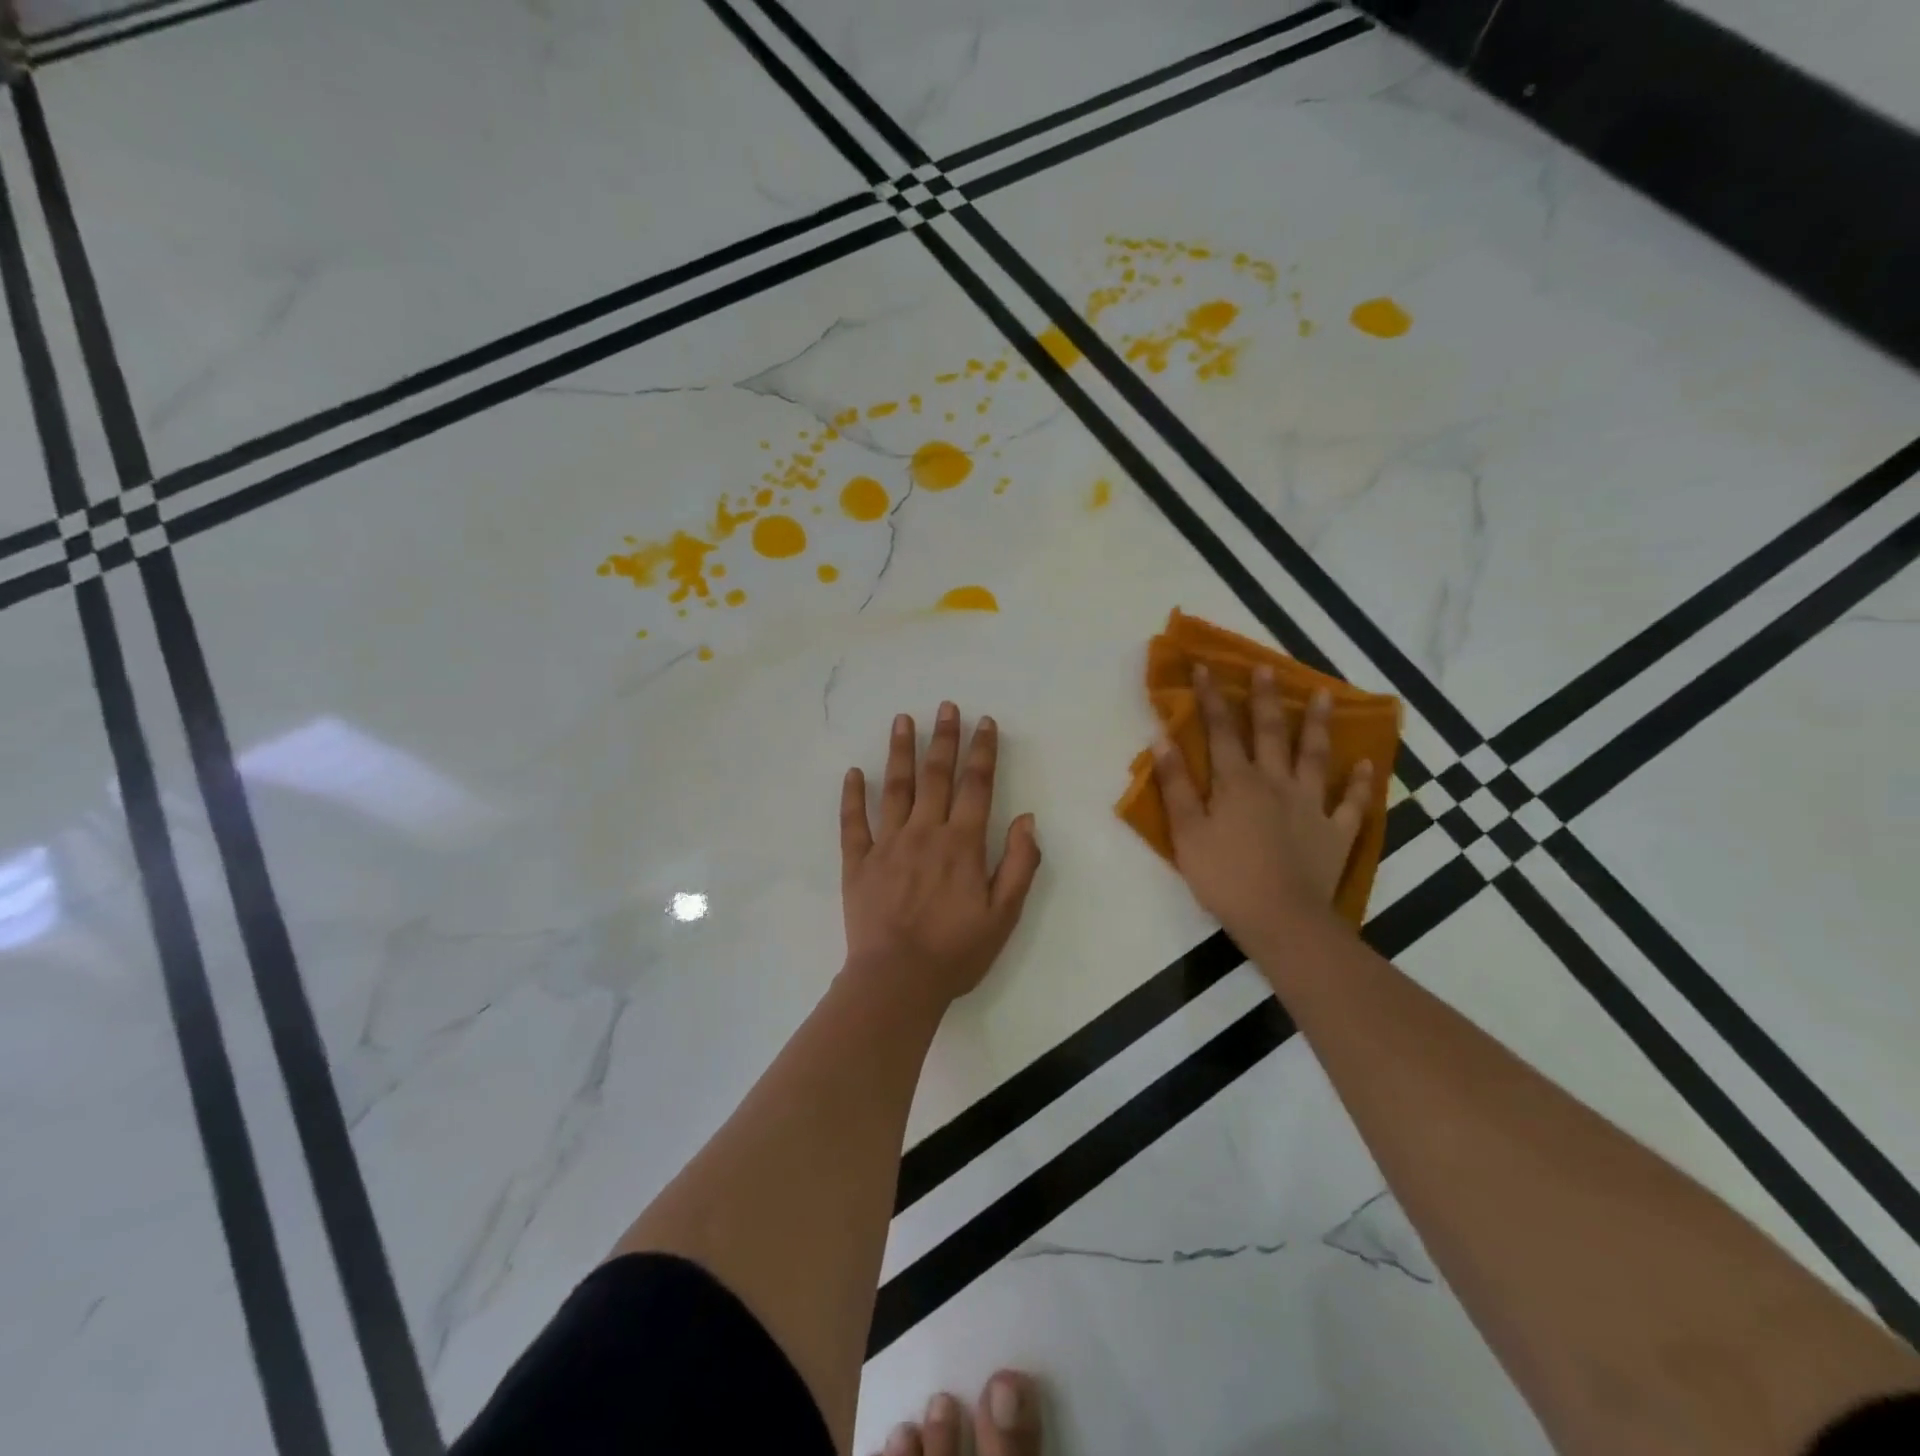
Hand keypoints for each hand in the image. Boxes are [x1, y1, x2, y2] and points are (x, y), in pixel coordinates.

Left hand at [840, 702, 1041, 1008]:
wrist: (897, 980)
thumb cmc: (956, 952)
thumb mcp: (1004, 915)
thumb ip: (1020, 865)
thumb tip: (1027, 819)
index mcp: (962, 844)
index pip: (976, 786)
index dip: (982, 752)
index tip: (984, 723)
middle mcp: (925, 832)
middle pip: (936, 776)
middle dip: (944, 739)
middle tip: (945, 707)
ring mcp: (887, 844)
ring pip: (895, 788)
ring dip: (900, 752)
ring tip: (902, 720)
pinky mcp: (858, 862)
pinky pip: (853, 822)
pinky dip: (853, 796)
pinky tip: (853, 772)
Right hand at [1153, 665, 1372, 945]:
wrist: (1281, 919)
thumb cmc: (1225, 876)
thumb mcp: (1187, 832)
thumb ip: (1176, 785)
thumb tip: (1163, 739)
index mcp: (1237, 782)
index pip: (1221, 730)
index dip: (1212, 697)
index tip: (1205, 666)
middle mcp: (1276, 783)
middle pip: (1270, 733)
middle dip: (1265, 698)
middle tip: (1266, 667)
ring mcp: (1311, 805)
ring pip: (1315, 756)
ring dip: (1317, 724)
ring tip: (1323, 694)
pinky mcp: (1336, 831)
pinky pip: (1351, 802)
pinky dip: (1359, 782)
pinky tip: (1366, 763)